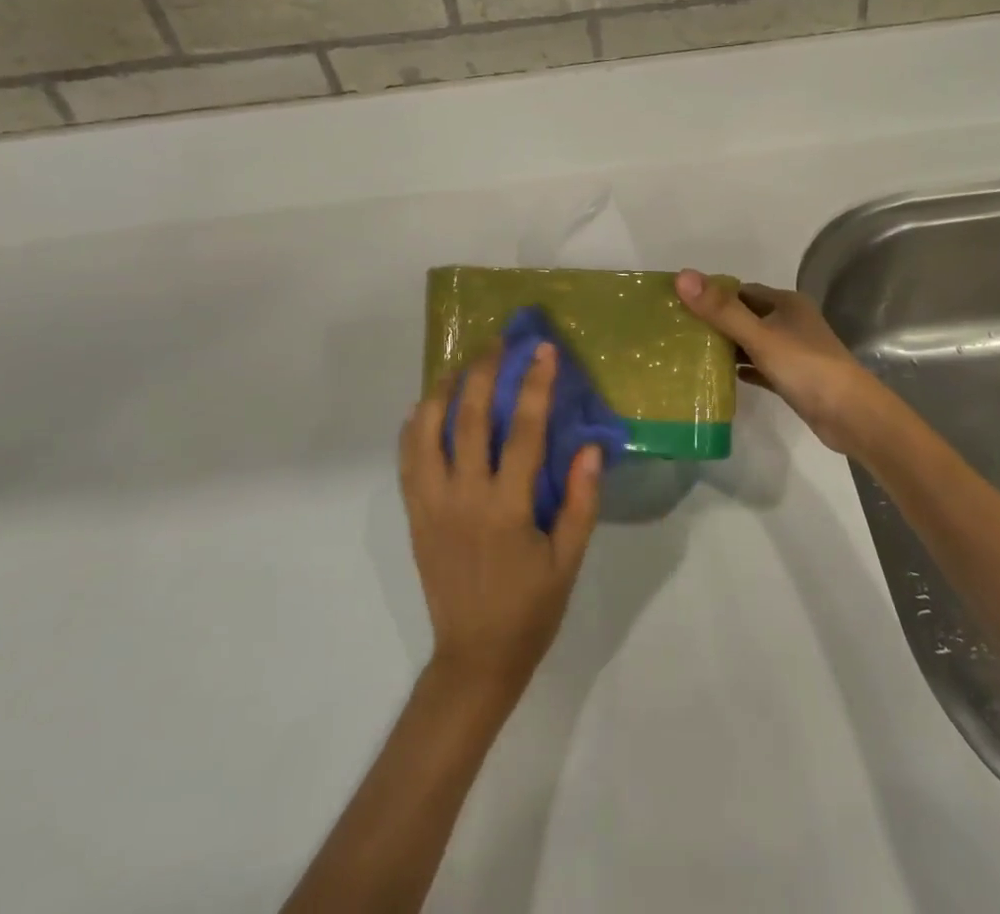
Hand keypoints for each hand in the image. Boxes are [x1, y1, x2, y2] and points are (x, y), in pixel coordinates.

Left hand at [399, 342, 602, 695]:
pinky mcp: (415, 515)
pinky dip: (414, 427)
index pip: (523, 431)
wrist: (474, 657)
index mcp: (506, 508)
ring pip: (427, 431)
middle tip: (497, 343)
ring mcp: (432, 505)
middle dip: (484, 372)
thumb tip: (592, 447)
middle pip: (469, 418)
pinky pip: (407, 460)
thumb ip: (580, 501)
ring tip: (459, 364)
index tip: (543, 350)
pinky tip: (424, 406)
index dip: (535, 386)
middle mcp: (464, 498)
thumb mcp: (568, 560)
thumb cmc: (531, 608)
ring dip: (442, 390)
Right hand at [675, 270, 884, 455]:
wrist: (852, 416)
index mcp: (785, 303)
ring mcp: (792, 351)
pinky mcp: (792, 378)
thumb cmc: (806, 367)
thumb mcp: (760, 336)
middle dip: (715, 321)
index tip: (679, 304)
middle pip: (744, 315)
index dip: (711, 295)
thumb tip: (682, 276)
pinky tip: (718, 377)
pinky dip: (741, 369)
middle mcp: (790, 321)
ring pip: (751, 341)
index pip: (740, 290)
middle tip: (678, 331)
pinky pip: (759, 366)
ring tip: (689, 353)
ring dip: (726, 346)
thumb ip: (721, 310)